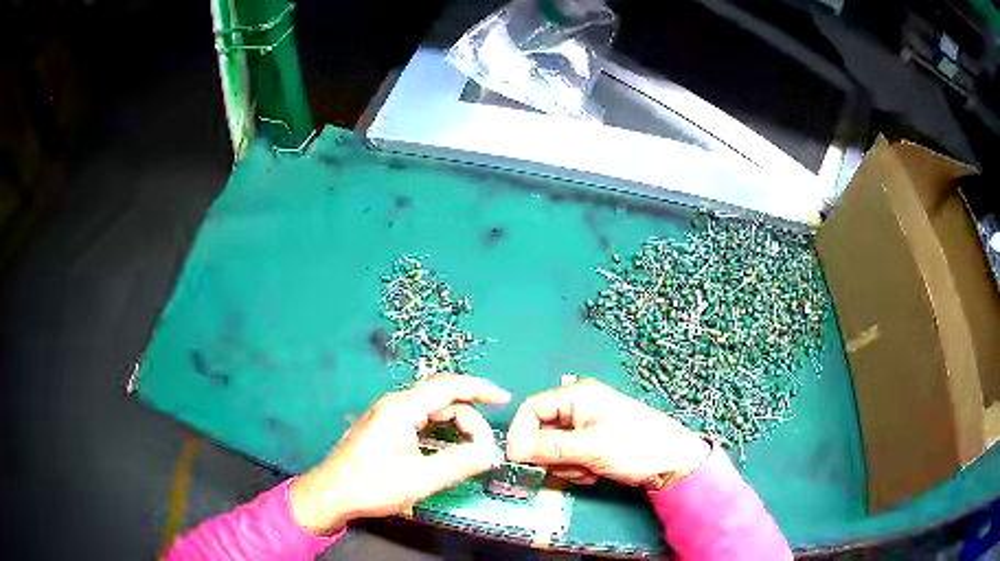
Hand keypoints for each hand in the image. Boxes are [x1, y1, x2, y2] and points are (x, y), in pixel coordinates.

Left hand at [290, 375, 510, 534]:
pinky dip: (440, 429)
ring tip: (469, 450)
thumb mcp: (421, 479)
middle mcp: (394, 404)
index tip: (504, 400)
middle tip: (483, 446)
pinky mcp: (384, 426)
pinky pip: (420, 419)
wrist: (331, 493)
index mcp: (402, 408)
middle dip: (469, 415)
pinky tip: (446, 448)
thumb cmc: (372, 486)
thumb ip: (459, 463)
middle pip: (441, 397)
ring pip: (431, 409)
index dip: (480, 389)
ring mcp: (387, 414)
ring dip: (454, 424)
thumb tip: (490, 452)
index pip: (449, 386)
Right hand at [506, 378, 709, 487]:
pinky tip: (596, 472)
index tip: (519, 459)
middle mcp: (578, 408)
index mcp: (577, 396)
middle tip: (571, 466)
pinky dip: (576, 469)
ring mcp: (586, 427)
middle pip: (540, 431)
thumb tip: (512, 450)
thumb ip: (549, 447)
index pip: (531, 409)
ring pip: (552, 449)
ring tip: (590, 469)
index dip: (521, 434)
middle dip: (551, 455)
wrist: (675, 463)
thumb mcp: (591, 447)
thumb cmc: (637, 447)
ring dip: (565, 465)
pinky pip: (568, 458)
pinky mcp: (592, 444)